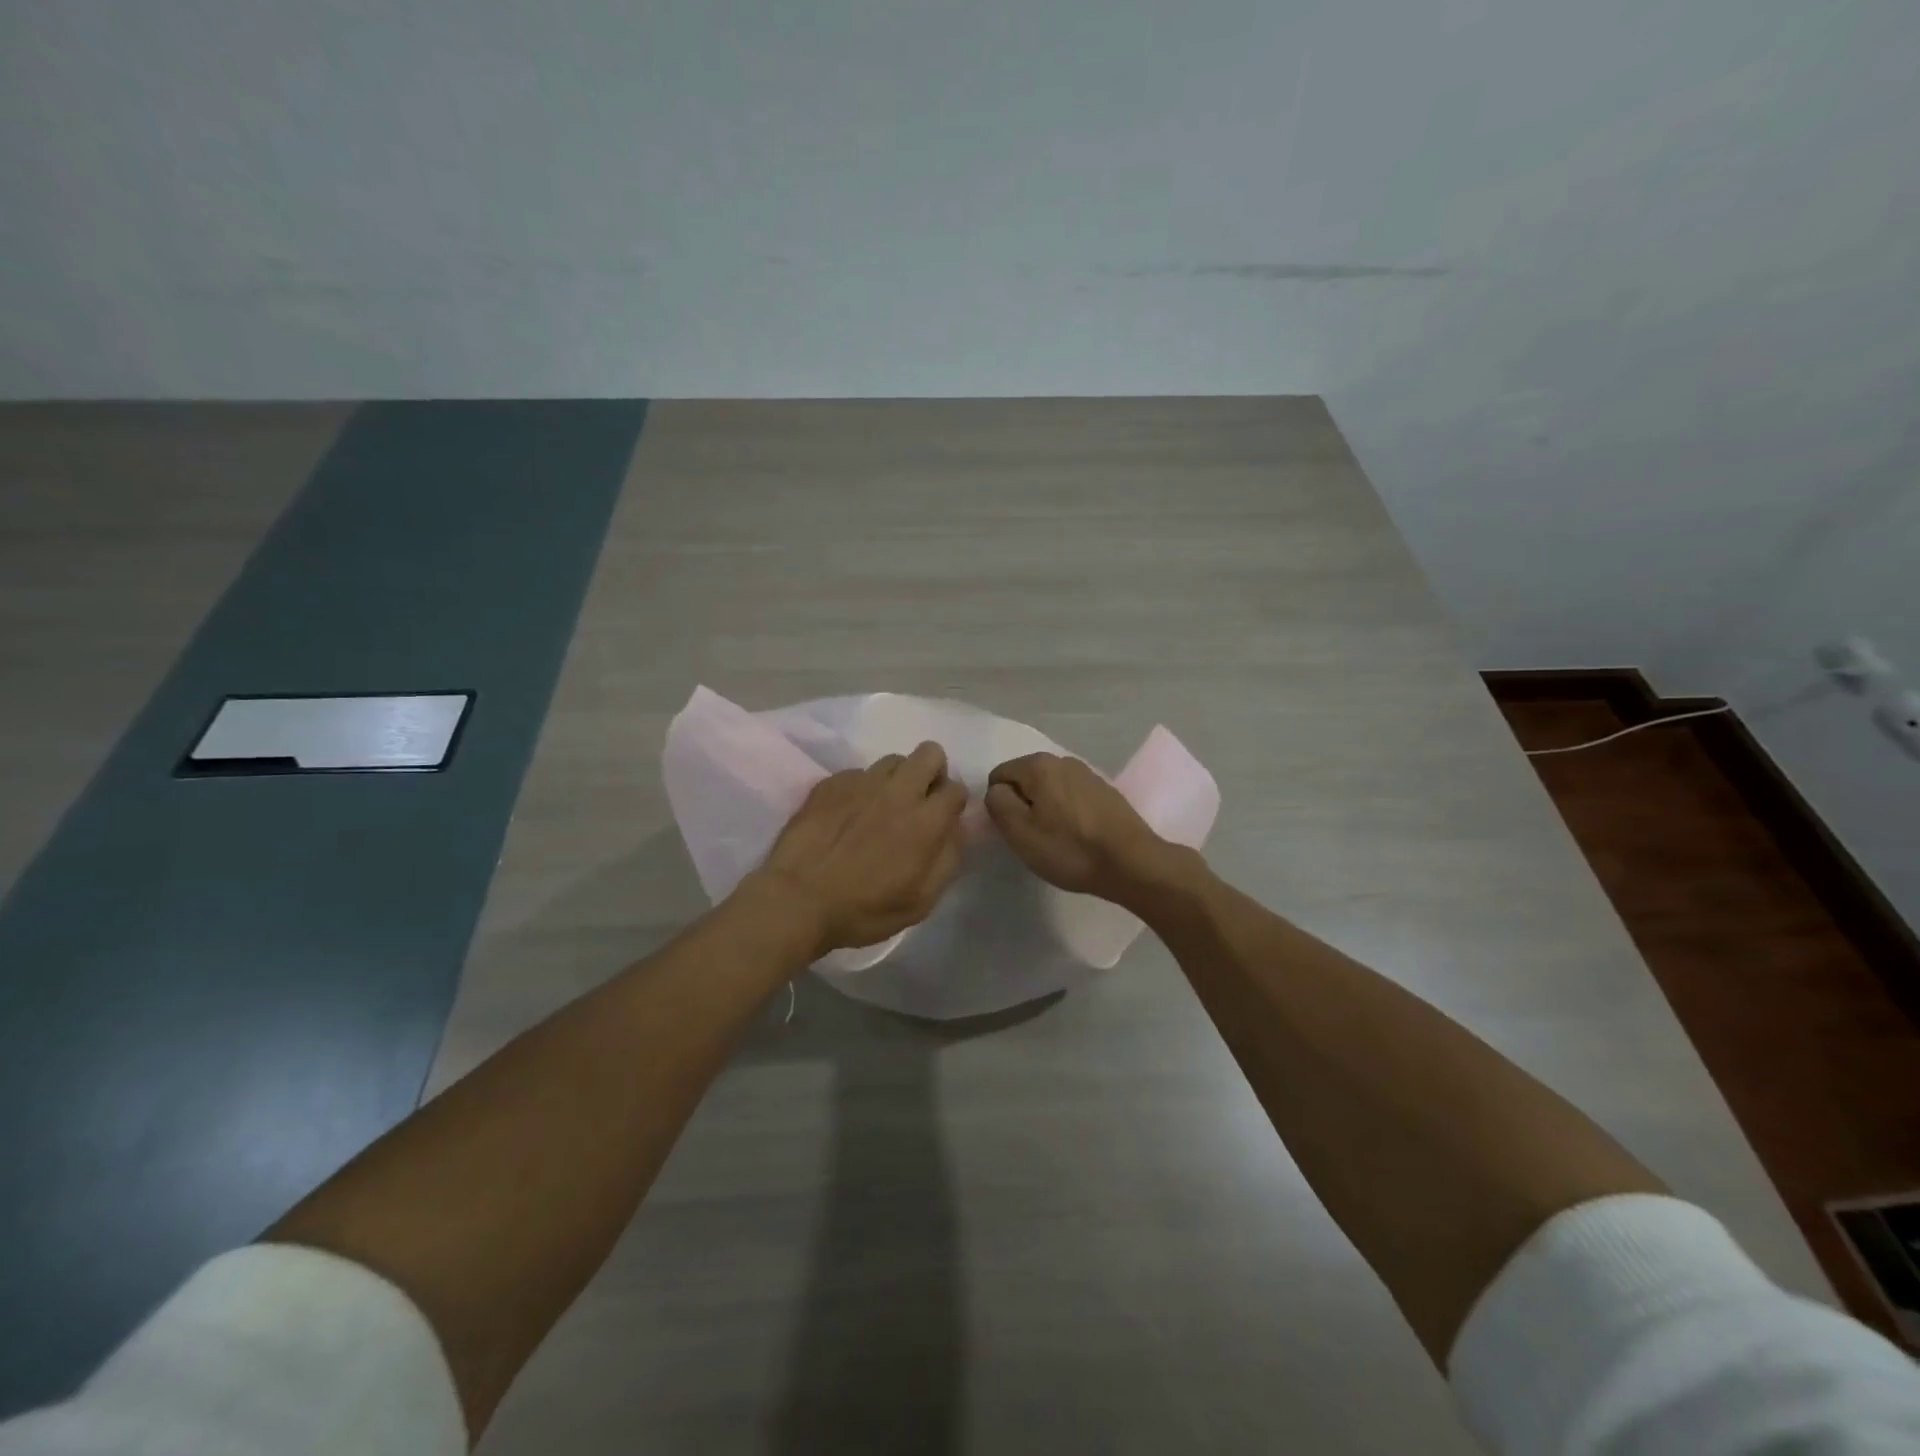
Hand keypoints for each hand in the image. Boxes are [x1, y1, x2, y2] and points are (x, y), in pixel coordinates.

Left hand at [747, 741, 967, 959]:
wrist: (797, 899)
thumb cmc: (863, 909)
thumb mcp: (921, 901)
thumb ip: (947, 859)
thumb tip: (954, 829)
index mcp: (925, 821)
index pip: (956, 788)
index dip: (953, 803)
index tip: (942, 820)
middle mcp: (897, 791)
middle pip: (930, 753)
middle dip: (932, 772)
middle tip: (918, 802)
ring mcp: (861, 782)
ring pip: (893, 760)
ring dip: (896, 779)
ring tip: (880, 807)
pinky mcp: (831, 783)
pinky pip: (858, 773)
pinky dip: (861, 790)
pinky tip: (847, 816)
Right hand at [985, 752, 1191, 907]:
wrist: (1132, 863)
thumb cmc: (1069, 849)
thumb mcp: (1019, 831)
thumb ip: (998, 803)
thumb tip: (998, 791)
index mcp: (1038, 764)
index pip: (999, 776)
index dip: (1000, 805)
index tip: (1015, 831)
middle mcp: (1063, 760)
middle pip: (1025, 781)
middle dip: (1024, 806)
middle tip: (1034, 838)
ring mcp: (1088, 774)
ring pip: (1050, 790)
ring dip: (1046, 810)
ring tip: (1058, 840)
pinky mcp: (1106, 791)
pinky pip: (1072, 798)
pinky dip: (1068, 814)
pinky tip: (1079, 837)